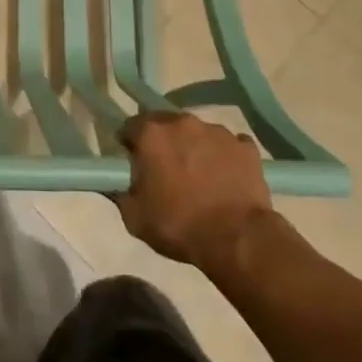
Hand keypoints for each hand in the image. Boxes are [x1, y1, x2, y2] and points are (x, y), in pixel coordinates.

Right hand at [116, 112, 289, 272]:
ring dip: (194, 148)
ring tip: (200, 178)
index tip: (135, 165)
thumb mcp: (134, 217)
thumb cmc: (179, 226)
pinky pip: (229, 145)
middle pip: (165, 124)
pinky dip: (224, 158)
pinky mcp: (246, 147)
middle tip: (166, 171)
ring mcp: (217, 131)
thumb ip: (119, 191)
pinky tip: (226, 179)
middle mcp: (183, 122)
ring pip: (198, 133)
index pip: (130, 127)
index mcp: (151, 133)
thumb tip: (115, 181)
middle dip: (163, 142)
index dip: (131, 146)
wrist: (237, 239)